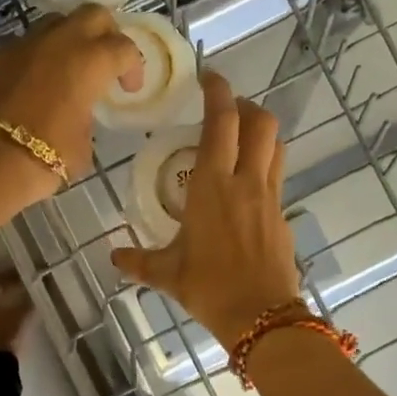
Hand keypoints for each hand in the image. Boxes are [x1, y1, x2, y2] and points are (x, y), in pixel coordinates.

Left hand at [0, 5, 143, 199]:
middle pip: (92, 15)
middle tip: (104, 59)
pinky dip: (31, 60)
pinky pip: (19, 48)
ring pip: (53, 25)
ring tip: (65, 69)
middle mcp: (58, 41)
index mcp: (90, 61)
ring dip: (65, 41)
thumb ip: (86, 116)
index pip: (124, 48)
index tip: (128, 88)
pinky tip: (27, 86)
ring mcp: (21, 44)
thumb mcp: (83, 144)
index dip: (133, 67)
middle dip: (104, 32)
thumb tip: (78, 113)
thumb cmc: (45, 156)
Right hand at [111, 72, 303, 345]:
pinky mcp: (283, 216)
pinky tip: (246, 188)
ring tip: (240, 139)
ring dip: (261, 132)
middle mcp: (246, 182)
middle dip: (245, 106)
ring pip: (276, 146)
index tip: (210, 77)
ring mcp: (270, 198)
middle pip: (260, 123)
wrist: (262, 318)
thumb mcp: (167, 274)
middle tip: (225, 110)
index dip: (219, 91)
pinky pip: (278, 177)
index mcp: (213, 185)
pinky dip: (265, 167)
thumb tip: (113, 258)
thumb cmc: (209, 288)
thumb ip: (138, 261)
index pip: (222, 122)